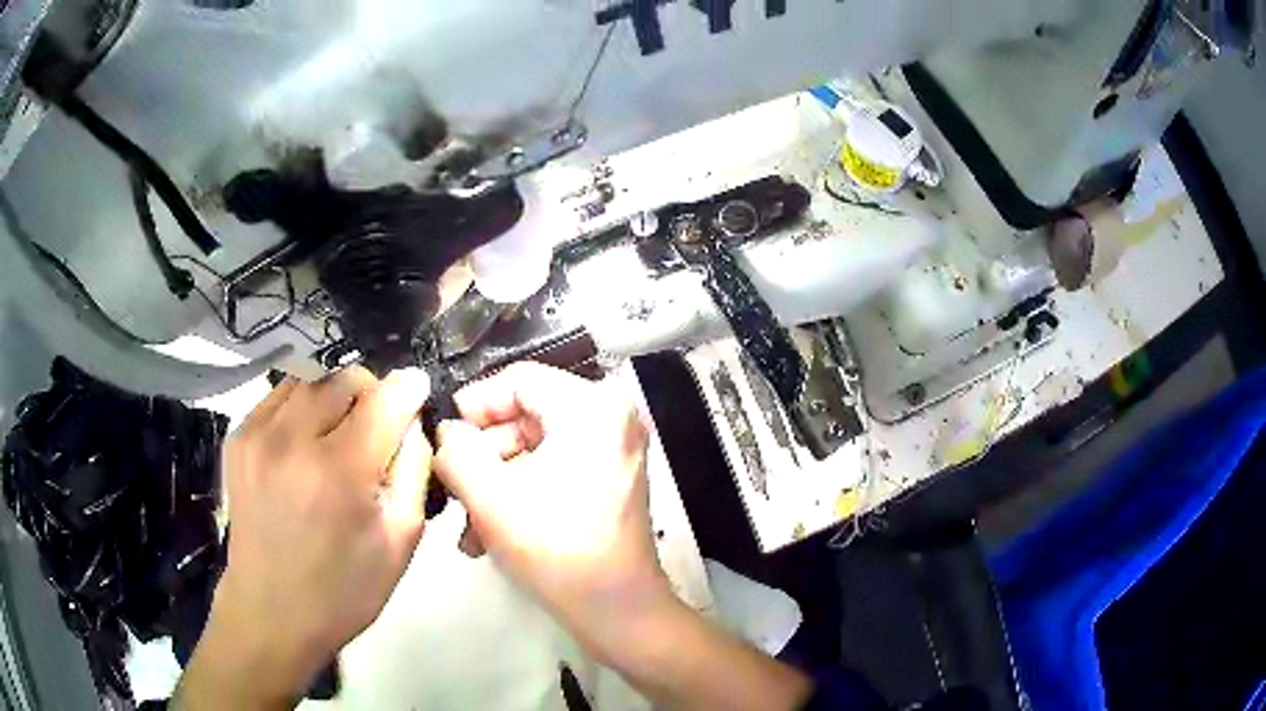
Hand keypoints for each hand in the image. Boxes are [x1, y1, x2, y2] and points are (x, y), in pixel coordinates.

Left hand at [176, 367, 431, 708]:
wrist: (270, 611)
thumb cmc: (344, 589)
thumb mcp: (401, 541)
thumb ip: (415, 469)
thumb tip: (413, 419)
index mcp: (340, 472)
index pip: (386, 396)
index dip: (409, 389)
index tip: (418, 394)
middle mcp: (293, 439)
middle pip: (346, 377)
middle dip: (371, 393)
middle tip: (376, 430)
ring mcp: (258, 433)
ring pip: (311, 377)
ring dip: (334, 396)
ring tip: (338, 435)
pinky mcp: (237, 436)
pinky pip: (280, 394)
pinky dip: (302, 405)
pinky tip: (305, 443)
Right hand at [434, 364, 811, 710]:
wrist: (619, 612)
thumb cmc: (557, 551)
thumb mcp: (491, 497)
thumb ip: (457, 451)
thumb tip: (448, 432)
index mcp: (593, 408)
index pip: (519, 379)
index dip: (475, 404)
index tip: (446, 437)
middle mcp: (613, 418)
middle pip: (527, 414)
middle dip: (484, 455)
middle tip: (455, 488)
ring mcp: (616, 450)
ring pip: (536, 448)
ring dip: (497, 482)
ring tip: (468, 524)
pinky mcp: (612, 479)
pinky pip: (556, 469)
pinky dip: (523, 492)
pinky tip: (491, 532)